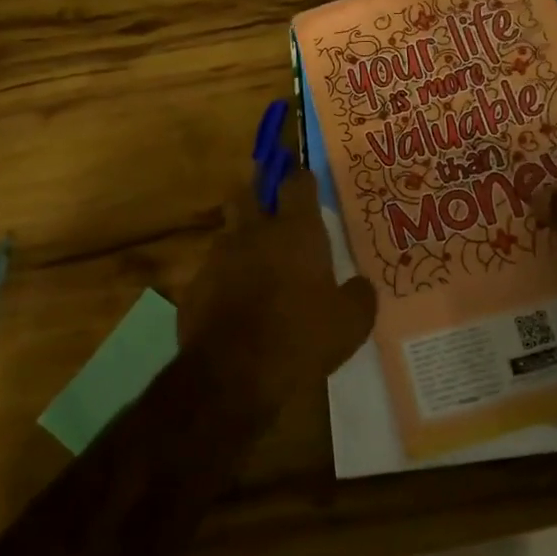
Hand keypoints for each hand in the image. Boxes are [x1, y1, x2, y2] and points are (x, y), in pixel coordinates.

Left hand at [181, 169, 376, 383]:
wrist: (234, 376)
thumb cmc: (302, 338)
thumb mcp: (352, 323)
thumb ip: (360, 295)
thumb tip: (360, 284)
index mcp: (296, 230)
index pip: (297, 182)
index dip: (302, 180)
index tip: (307, 184)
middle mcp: (255, 232)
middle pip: (249, 193)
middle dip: (259, 194)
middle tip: (273, 209)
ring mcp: (220, 256)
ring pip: (229, 230)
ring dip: (241, 237)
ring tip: (255, 258)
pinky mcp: (196, 285)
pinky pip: (212, 269)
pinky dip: (224, 276)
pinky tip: (234, 298)